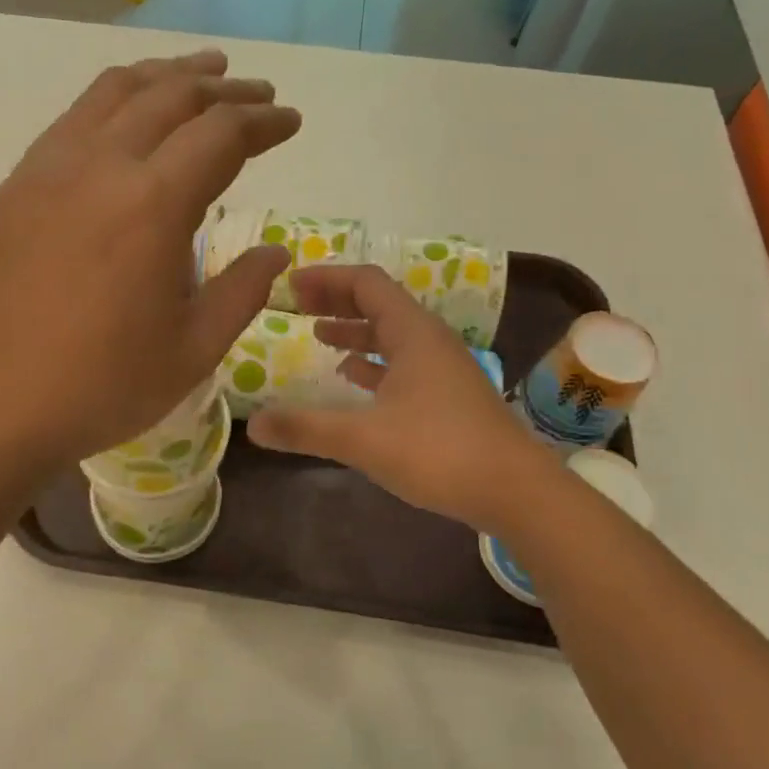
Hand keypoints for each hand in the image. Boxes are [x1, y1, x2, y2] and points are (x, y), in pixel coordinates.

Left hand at [0, 51, 299, 468]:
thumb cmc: (99, 387)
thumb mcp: (192, 350)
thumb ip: (241, 291)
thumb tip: (273, 252)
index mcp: (152, 204)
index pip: (221, 134)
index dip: (264, 123)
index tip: (291, 122)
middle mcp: (99, 166)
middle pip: (170, 97)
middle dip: (223, 90)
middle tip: (256, 94)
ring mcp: (46, 170)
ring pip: (113, 93)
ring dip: (165, 77)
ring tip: (198, 74)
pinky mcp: (12, 188)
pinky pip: (72, 121)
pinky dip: (113, 102)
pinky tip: (124, 120)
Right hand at [246, 264, 554, 529]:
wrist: (516, 490)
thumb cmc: (440, 451)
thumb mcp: (363, 439)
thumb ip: (305, 428)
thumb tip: (252, 425)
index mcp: (412, 333)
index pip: (366, 283)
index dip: (326, 278)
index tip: (289, 285)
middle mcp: (428, 341)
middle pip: (378, 304)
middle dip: (336, 300)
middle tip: (296, 306)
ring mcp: (441, 369)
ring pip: (391, 335)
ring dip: (354, 331)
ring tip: (318, 336)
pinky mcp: (447, 396)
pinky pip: (402, 363)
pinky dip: (372, 362)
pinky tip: (352, 378)